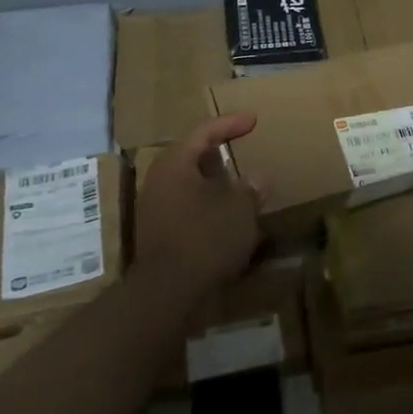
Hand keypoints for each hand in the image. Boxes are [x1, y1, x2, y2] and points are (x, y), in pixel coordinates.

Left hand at [133, 113, 262, 299]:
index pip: (203, 131)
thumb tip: (256, 179)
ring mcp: (156, 210)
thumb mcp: (240, 209)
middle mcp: (159, 181)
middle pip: (192, 157)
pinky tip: (231, 218)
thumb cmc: (206, 238)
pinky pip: (189, 208)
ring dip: (216, 183)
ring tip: (243, 186)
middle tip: (243, 148)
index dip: (230, 123)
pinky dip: (211, 207)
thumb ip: (250, 188)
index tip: (253, 120)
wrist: (168, 293)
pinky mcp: (160, 235)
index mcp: (175, 164)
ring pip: (190, 185)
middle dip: (219, 153)